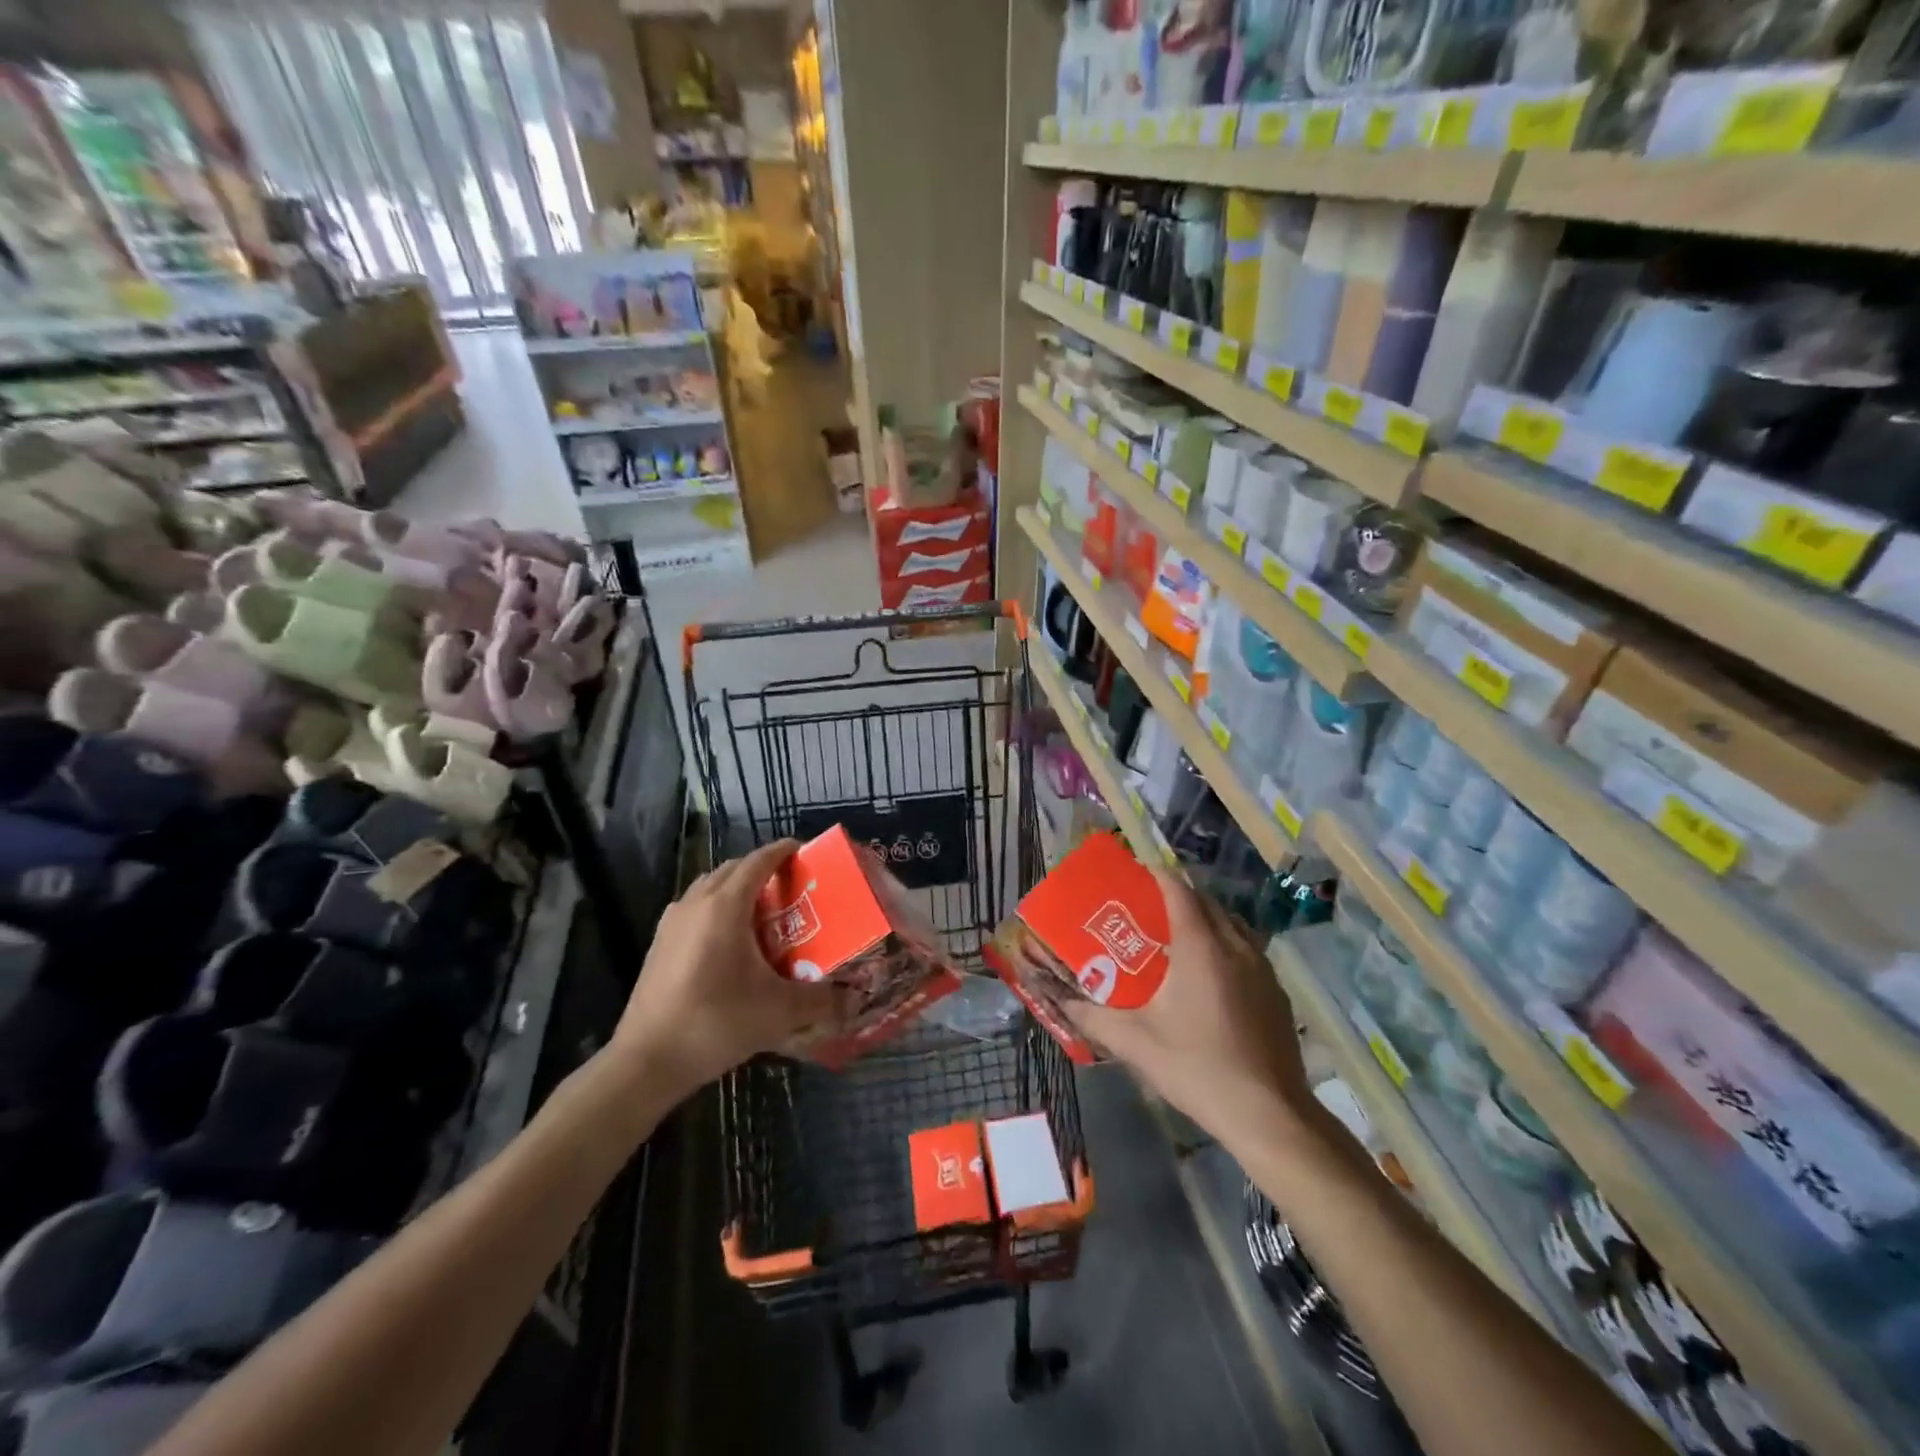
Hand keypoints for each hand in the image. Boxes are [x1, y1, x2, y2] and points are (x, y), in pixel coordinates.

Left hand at [613, 839, 844, 1095]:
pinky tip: (729, 942)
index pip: (758, 861)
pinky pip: (694, 908)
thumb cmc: (715, 1022)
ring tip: (762, 911)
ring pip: (709, 887)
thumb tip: (853, 998)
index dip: (782, 851)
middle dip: (761, 869)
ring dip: (736, 888)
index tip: (805, 851)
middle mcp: (696, 903)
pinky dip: (715, 909)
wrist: (646, 1061)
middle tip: (790, 886)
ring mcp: (672, 922)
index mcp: (725, 906)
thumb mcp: (778, 1012)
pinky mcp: (659, 944)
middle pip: (732, 869)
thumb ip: (820, 1000)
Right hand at [1066, 870, 1314, 1144]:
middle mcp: (1235, 945)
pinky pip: (1247, 950)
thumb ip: (1094, 1017)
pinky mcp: (1277, 991)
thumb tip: (1061, 1002)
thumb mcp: (1135, 1042)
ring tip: (1177, 938)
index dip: (1157, 875)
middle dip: (1178, 896)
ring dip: (1205, 920)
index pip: (1178, 890)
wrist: (1268, 1114)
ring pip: (1230, 925)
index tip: (1135, 875)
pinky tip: (1211, 978)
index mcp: (1200, 946)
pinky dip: (1225, 946)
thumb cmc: (1197, 1066)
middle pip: (1206, 902)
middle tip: (1148, 910)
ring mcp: (1262, 968)